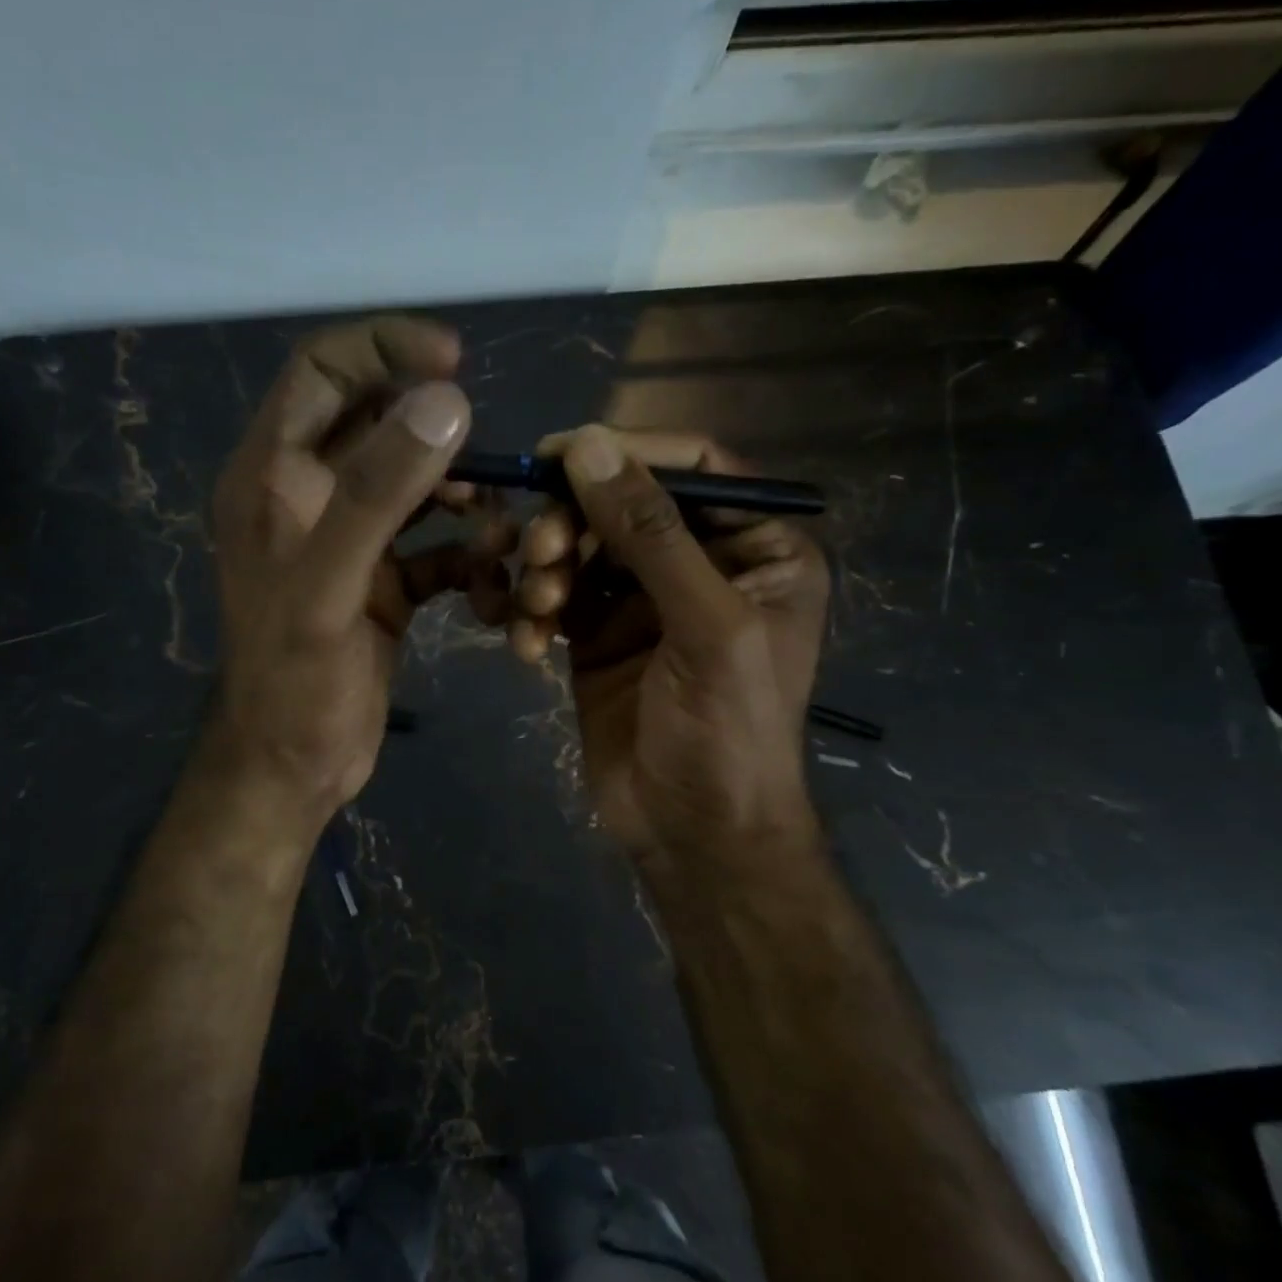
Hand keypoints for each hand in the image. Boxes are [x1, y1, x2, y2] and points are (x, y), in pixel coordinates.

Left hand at [208, 317, 500, 828]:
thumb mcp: (330, 584)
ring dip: (463, 500)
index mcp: (271, 476)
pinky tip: (490, 584)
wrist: (293, 768)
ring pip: (415, 486)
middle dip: (441, 438)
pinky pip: (433, 546)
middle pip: (378, 425)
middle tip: (491, 464)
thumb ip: (378, 491)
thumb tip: (446, 401)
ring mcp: (347, 541)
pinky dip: (466, 557)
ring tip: (498, 534)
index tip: (456, 361)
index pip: (322, 371)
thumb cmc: (295, 680)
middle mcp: (306, 497)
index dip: (385, 347)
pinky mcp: (380, 582)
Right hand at [510, 427, 829, 878]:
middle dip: (572, 522)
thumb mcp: (705, 625)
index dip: (624, 452)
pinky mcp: (597, 636)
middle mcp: (700, 563)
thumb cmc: (728, 732)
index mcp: (757, 547)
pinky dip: (532, 614)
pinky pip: (555, 598)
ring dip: (546, 569)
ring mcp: (643, 601)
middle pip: (622, 504)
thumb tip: (587, 445)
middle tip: (540, 551)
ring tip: (535, 608)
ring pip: (580, 548)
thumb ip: (650, 533)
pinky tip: (525, 648)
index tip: (555, 453)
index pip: (690, 466)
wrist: (694, 836)